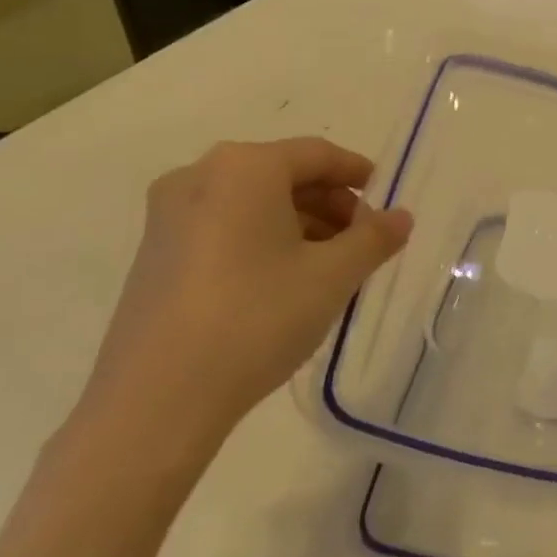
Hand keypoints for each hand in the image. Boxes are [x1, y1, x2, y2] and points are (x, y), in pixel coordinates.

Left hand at [78, 138, 411, 455]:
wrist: (156, 402)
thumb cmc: (257, 318)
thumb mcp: (333, 276)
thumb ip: (375, 238)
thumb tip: (402, 216)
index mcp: (244, 168)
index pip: (317, 154)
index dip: (357, 173)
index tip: (385, 200)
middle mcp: (199, 177)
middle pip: (283, 175)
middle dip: (330, 204)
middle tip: (363, 240)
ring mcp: (169, 217)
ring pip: (253, 203)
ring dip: (299, 224)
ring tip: (331, 265)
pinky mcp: (155, 255)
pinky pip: (224, 227)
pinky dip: (263, 240)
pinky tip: (286, 280)